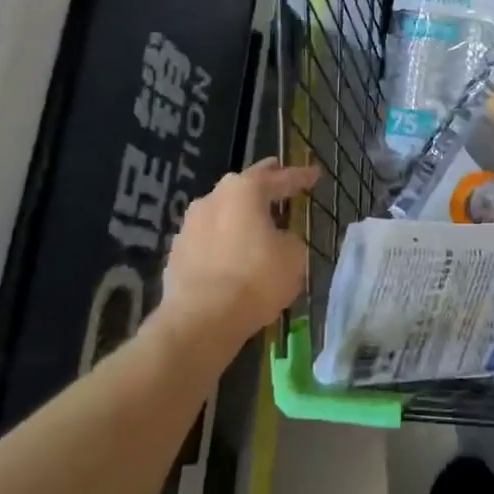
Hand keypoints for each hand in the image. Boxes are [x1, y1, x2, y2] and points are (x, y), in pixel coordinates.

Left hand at [157, 158, 318, 344]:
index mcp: (245, 191)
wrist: (200, 320)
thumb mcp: (293, 256)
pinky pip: (209, 236)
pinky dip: (225, 238)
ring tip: (256, 216)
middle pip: (244, 185)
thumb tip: (278, 239)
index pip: (280, 178)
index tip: (315, 173)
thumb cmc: (256, 279)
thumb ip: (289, 238)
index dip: (301, 177)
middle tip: (280, 176)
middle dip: (265, 181)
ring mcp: (190, 225)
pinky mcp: (177, 252)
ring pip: (223, 210)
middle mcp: (213, 199)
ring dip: (240, 212)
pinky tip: (233, 248)